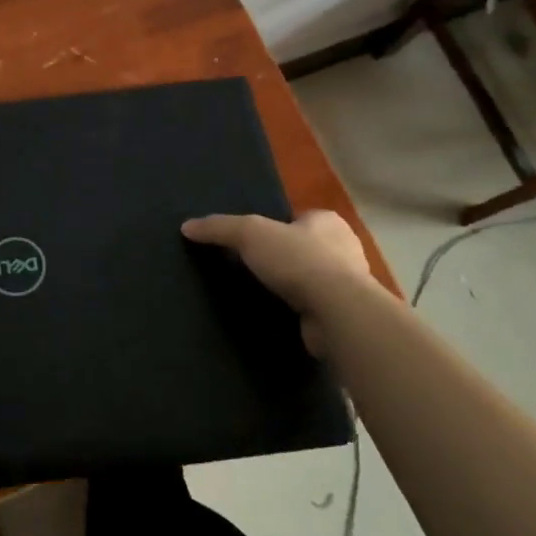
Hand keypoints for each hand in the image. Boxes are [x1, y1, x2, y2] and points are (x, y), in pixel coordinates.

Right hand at [181, 209, 371, 357]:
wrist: (337, 312)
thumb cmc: (298, 260)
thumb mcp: (249, 234)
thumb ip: (219, 227)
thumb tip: (187, 226)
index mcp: (327, 221)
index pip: (298, 219)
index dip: (276, 229)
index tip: (253, 243)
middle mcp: (344, 249)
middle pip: (305, 249)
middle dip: (284, 259)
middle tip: (253, 270)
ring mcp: (349, 284)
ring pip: (312, 279)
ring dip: (292, 287)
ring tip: (261, 295)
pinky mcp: (344, 314)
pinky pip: (315, 307)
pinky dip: (299, 311)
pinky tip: (279, 316)